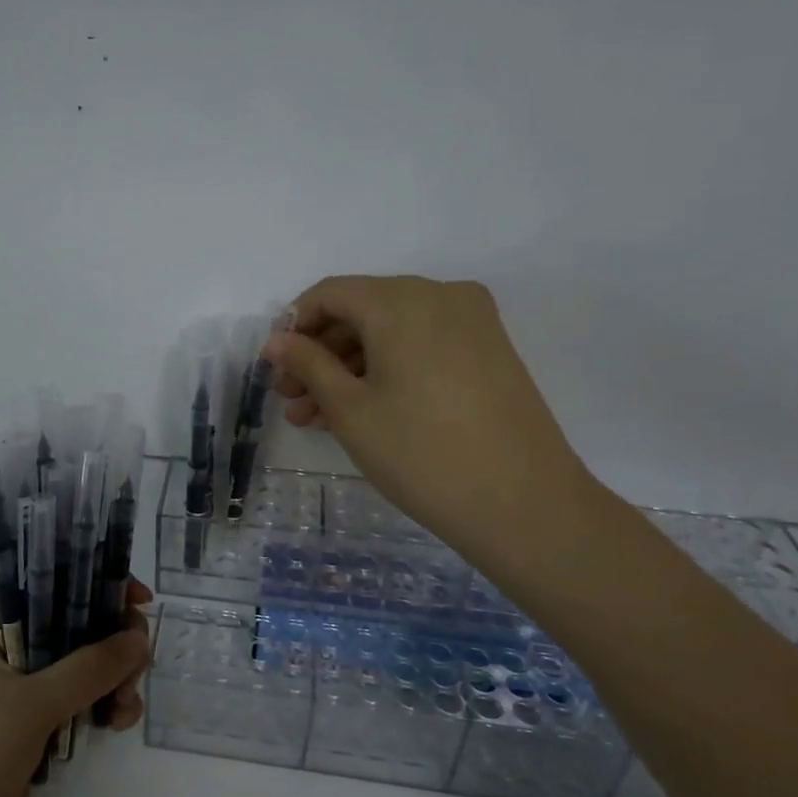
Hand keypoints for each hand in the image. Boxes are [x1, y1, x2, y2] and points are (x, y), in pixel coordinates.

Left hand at [0, 584, 151, 796]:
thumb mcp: (31, 705)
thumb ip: (88, 669)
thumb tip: (139, 637)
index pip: (56, 588)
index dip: (100, 587)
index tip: (141, 603)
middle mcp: (12, 648)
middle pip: (79, 627)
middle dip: (114, 645)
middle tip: (135, 672)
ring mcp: (24, 688)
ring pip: (85, 665)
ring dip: (114, 680)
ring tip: (125, 709)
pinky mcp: (36, 723)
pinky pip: (82, 699)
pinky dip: (104, 705)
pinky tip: (117, 724)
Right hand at [266, 275, 595, 560]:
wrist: (523, 503)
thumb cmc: (420, 453)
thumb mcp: (350, 409)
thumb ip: (308, 364)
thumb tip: (277, 340)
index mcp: (402, 300)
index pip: (330, 293)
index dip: (294, 326)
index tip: (274, 367)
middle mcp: (440, 295)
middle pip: (362, 311)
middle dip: (320, 354)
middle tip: (291, 399)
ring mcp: (471, 322)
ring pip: (391, 332)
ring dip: (350, 368)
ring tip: (316, 417)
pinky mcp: (488, 351)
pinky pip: (421, 346)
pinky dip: (387, 370)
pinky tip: (359, 411)